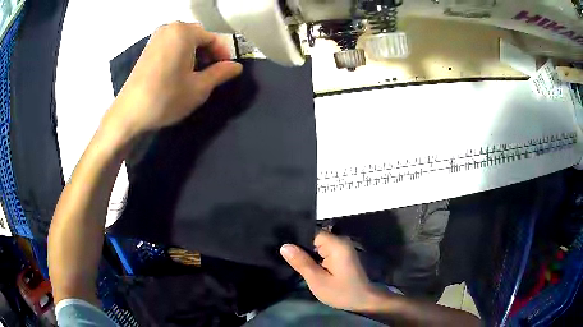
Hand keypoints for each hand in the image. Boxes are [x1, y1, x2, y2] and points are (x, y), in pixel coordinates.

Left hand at [107, 22, 242, 136]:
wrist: (130, 113)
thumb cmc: (167, 97)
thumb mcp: (200, 87)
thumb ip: (221, 73)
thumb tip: (236, 67)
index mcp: (184, 31)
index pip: (213, 38)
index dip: (223, 55)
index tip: (226, 72)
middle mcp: (170, 28)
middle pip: (198, 37)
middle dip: (208, 54)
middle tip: (210, 74)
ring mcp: (156, 37)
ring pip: (184, 41)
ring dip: (194, 55)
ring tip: (195, 75)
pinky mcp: (148, 48)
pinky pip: (171, 45)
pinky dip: (180, 55)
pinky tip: (179, 73)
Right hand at [280, 230, 376, 310]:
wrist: (364, 300)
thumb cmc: (341, 292)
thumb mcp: (317, 280)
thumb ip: (301, 262)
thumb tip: (284, 246)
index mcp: (336, 244)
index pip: (311, 232)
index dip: (296, 239)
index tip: (282, 247)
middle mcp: (340, 240)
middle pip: (315, 237)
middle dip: (301, 247)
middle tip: (284, 257)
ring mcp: (342, 247)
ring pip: (318, 244)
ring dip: (307, 253)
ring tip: (291, 260)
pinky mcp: (342, 253)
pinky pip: (324, 250)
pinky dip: (315, 256)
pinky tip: (305, 264)